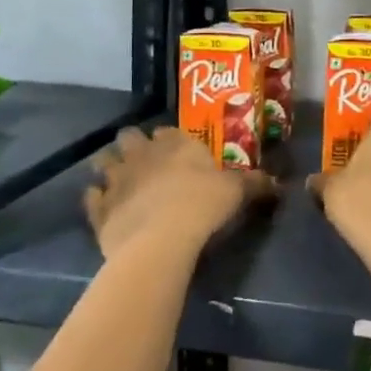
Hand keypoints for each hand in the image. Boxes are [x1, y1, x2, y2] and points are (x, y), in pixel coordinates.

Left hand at [85, 125, 270, 262]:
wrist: (162, 240)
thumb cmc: (203, 205)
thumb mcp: (238, 192)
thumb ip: (256, 185)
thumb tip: (279, 183)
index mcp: (175, 144)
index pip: (166, 131)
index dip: (168, 140)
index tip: (174, 150)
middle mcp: (142, 154)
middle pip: (128, 137)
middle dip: (132, 145)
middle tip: (143, 162)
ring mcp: (116, 179)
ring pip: (103, 161)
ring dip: (108, 167)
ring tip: (118, 180)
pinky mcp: (99, 209)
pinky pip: (91, 198)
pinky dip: (95, 199)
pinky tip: (103, 205)